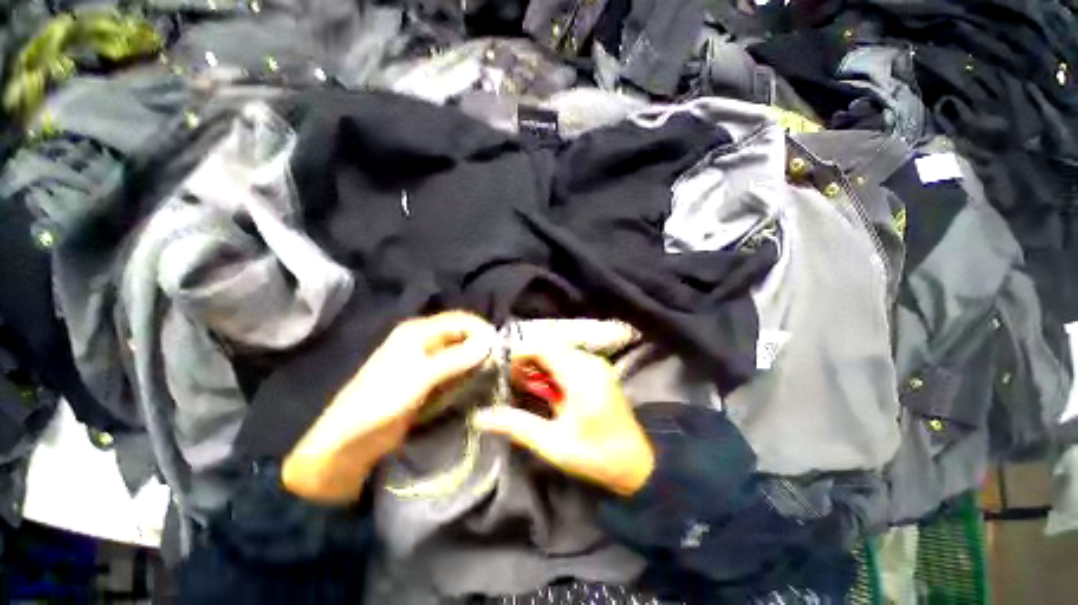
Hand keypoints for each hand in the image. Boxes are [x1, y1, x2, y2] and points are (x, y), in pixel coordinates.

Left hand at [282, 311, 496, 504]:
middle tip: (501, 360)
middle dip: (480, 343)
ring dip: (476, 358)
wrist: (348, 443)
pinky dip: (467, 372)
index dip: (481, 329)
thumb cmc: (381, 404)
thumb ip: (456, 358)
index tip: (501, 345)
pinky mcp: (426, 380)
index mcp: (417, 332)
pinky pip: (453, 369)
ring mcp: (424, 361)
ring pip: (459, 352)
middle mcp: (422, 341)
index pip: (459, 320)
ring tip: (494, 371)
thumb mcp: (421, 378)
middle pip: (460, 334)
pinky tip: (479, 381)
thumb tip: (489, 341)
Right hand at [473, 346, 654, 495]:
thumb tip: (480, 417)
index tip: (503, 373)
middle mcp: (590, 363)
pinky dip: (552, 369)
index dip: (519, 355)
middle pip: (549, 347)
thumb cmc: (594, 456)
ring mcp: (596, 365)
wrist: (635, 463)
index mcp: (580, 377)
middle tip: (513, 385)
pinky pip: (568, 359)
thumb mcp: (552, 444)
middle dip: (527, 362)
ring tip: (527, 388)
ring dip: (539, 365)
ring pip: (558, 352)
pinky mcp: (598, 370)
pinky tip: (547, 389)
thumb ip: (516, 426)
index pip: (543, 348)